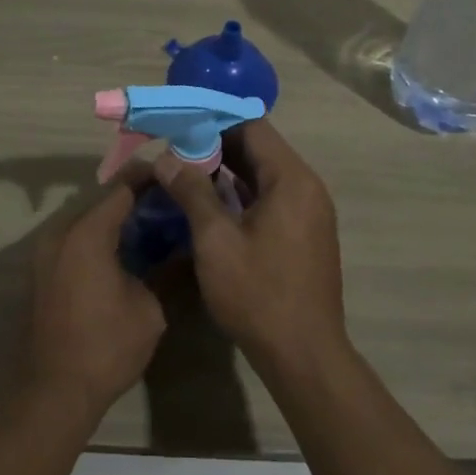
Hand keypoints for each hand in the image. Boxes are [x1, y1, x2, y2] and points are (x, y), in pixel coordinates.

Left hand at [23, 171, 166, 424]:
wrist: (54, 391)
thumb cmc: (106, 347)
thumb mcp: (149, 308)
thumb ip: (164, 269)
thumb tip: (180, 248)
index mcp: (87, 234)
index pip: (122, 188)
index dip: (149, 177)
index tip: (174, 173)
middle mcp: (61, 233)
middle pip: (101, 200)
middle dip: (134, 195)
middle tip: (169, 197)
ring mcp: (46, 252)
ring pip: (86, 219)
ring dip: (115, 217)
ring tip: (152, 220)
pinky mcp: (43, 271)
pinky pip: (75, 239)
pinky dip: (99, 236)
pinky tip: (126, 248)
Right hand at [152, 120, 347, 374]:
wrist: (304, 355)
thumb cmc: (258, 294)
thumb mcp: (215, 241)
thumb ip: (191, 192)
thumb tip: (167, 159)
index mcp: (291, 180)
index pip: (253, 127)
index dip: (214, 119)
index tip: (179, 121)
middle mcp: (306, 187)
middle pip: (259, 149)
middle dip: (215, 145)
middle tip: (172, 148)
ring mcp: (308, 212)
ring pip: (262, 175)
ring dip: (225, 171)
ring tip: (182, 171)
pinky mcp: (303, 234)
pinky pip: (269, 198)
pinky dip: (240, 194)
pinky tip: (208, 203)